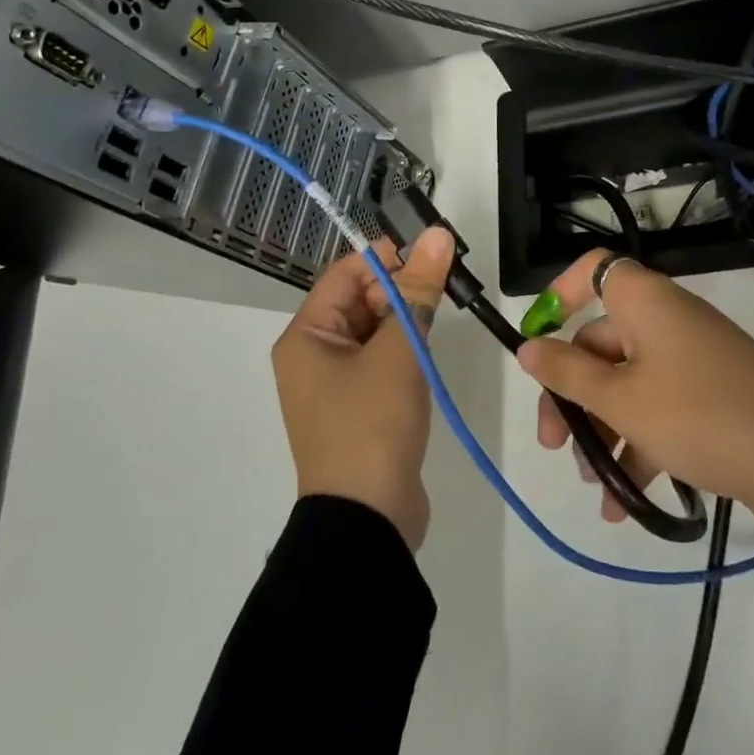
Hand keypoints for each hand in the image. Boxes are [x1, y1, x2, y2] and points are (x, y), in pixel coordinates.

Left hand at [271, 226, 455, 550]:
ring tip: (445, 307)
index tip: (431, 249)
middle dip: (400, 286)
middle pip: (359, 301)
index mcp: (307, 336)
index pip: (345, 274)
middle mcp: (314, 355)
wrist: (367, 519)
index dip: (386, 256)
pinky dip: (405, 348)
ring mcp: (336, 385)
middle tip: (446, 279)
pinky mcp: (360, 408)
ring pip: (374, 330)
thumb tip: (438, 235)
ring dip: (406, 317)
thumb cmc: (372, 424)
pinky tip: (432, 347)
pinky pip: (381, 361)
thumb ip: (418, 291)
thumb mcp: (399, 351)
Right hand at [517, 250, 753, 552]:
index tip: (538, 340)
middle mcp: (667, 322)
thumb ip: (568, 374)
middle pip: (602, 343)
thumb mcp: (621, 399)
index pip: (595, 270)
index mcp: (646, 302)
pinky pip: (659, 410)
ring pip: (628, 384)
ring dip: (604, 430)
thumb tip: (528, 347)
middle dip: (572, 394)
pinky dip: (639, 446)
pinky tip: (623, 503)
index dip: (561, 294)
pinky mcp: (711, 397)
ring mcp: (692, 361)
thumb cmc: (699, 415)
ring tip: (594, 484)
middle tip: (553, 445)